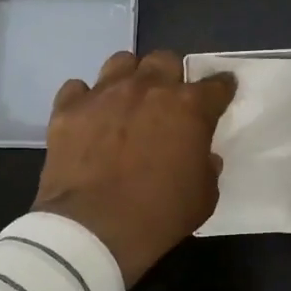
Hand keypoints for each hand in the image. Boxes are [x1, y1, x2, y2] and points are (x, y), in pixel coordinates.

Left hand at [34, 50, 236, 284]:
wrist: (92, 230)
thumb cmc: (158, 216)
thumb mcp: (203, 198)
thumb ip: (207, 167)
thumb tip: (203, 155)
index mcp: (189, 107)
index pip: (216, 85)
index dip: (222, 88)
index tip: (222, 92)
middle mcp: (148, 88)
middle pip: (165, 60)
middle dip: (170, 76)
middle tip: (167, 101)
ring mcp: (104, 93)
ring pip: (121, 62)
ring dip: (129, 77)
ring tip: (127, 100)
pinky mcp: (68, 108)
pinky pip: (77, 88)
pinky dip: (85, 99)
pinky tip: (88, 117)